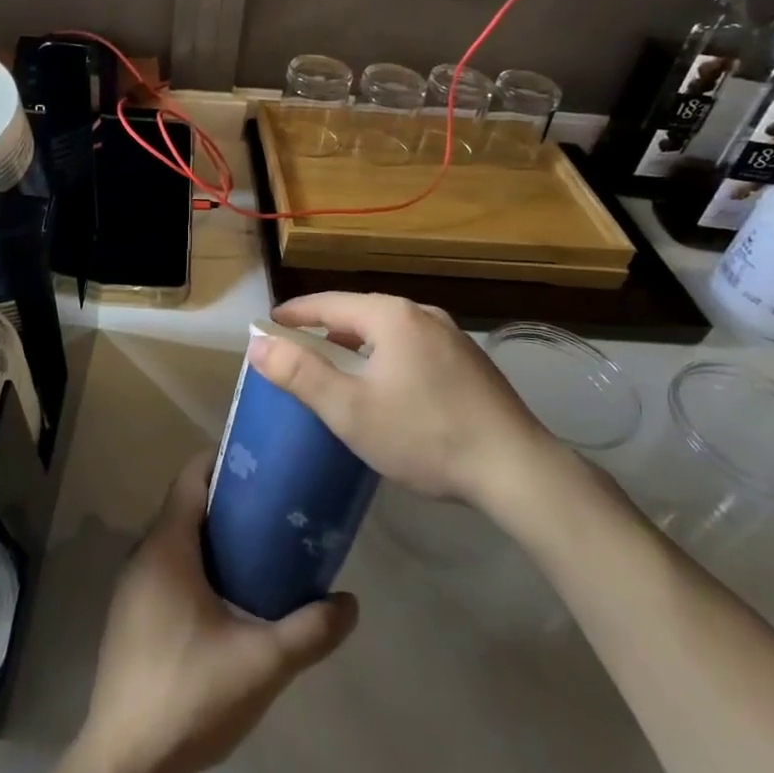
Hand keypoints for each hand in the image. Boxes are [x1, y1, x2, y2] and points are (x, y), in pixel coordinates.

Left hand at [79, 453, 357, 772]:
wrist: (124, 763)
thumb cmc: (190, 694)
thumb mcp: (262, 662)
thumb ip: (309, 630)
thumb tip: (350, 602)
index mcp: (167, 546)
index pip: (190, 477)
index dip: (223, 461)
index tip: (261, 464)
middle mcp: (143, 555)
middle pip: (185, 506)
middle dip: (227, 502)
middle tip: (274, 509)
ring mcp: (131, 587)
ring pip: (174, 541)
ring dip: (211, 537)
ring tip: (259, 550)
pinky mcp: (129, 617)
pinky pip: (165, 570)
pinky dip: (194, 566)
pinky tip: (226, 599)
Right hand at [246, 292, 570, 516]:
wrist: (517, 469)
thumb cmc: (424, 435)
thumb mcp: (350, 409)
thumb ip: (300, 374)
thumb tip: (257, 343)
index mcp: (391, 316)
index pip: (329, 303)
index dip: (295, 313)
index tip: (269, 324)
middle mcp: (422, 313)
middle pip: (360, 313)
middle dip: (326, 329)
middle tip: (299, 349)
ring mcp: (452, 336)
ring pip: (389, 330)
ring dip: (358, 344)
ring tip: (339, 367)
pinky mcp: (470, 362)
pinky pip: (413, 346)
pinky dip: (387, 355)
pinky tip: (388, 385)